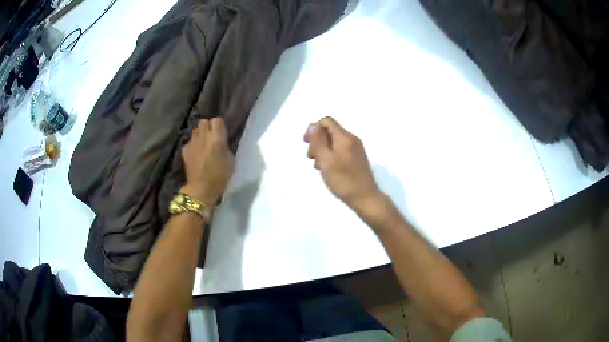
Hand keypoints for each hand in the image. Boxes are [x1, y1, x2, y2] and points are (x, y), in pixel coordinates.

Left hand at [181, 118, 234, 203]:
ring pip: (195, 130)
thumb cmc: (220, 176)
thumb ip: (226, 146)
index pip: (217, 120)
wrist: (201, 189)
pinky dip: (193, 145)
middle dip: (208, 126)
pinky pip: (190, 142)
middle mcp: (203, 136)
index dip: (220, 125)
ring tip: (203, 144)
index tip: (222, 133)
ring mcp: (192, 143)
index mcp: (216, 138)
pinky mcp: (185, 151)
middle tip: (212, 136)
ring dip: (200, 134)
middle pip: (204, 121)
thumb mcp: (231, 160)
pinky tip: (196, 154)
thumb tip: (221, 141)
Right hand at [304, 117, 388, 225]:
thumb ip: (318, 141)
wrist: (365, 198)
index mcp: (344, 137)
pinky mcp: (356, 159)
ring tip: (319, 167)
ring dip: (322, 151)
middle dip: (317, 142)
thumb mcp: (326, 160)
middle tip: (312, 158)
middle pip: (329, 131)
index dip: (314, 129)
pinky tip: (328, 170)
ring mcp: (355, 149)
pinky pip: (339, 151)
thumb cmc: (343, 180)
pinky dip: (330, 157)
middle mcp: (351, 139)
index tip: (307, 144)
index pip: (326, 121)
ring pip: (333, 143)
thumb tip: (312, 124)